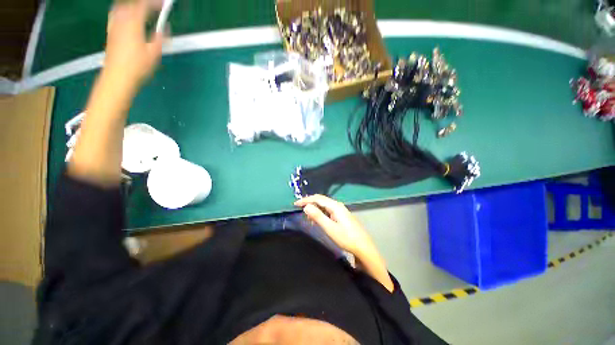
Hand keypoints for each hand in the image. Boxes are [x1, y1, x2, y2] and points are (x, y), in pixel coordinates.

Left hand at [104, 0, 164, 91]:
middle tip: (154, 6)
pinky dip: (123, 11)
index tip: (163, 4)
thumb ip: (160, 37)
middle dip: (143, 3)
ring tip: (142, 9)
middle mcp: (122, 20)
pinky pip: (116, 14)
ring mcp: (114, 25)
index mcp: (133, 24)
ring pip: (121, 7)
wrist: (118, 76)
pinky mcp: (111, 32)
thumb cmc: (138, 66)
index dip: (154, 2)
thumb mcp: (154, 53)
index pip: (143, 5)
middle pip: (131, 4)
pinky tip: (127, 16)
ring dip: (132, 5)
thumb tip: (165, 27)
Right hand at [294, 194, 393, 291]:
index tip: (295, 204)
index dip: (306, 200)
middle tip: (300, 210)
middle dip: (310, 203)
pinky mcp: (342, 216)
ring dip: (315, 209)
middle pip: (321, 200)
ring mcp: (341, 211)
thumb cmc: (346, 238)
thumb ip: (318, 216)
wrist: (363, 247)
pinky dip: (321, 213)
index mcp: (335, 206)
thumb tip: (306, 206)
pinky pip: (328, 211)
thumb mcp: (329, 228)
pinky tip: (318, 220)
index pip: (318, 198)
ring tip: (308, 217)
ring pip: (324, 206)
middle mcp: (338, 205)